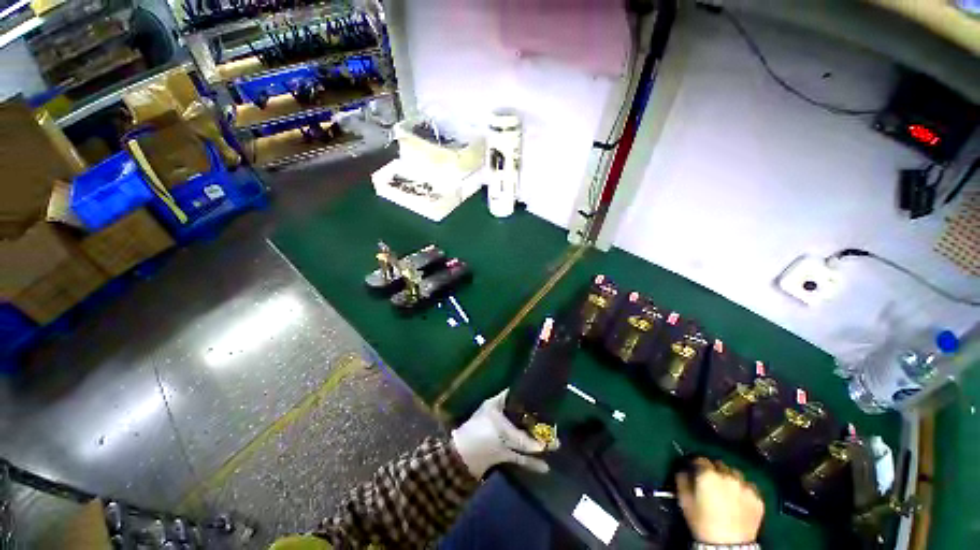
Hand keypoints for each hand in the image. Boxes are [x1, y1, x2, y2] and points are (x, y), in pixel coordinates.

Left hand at [451, 390, 555, 478]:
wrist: (460, 461)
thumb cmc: (479, 435)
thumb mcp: (501, 433)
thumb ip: (522, 439)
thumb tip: (542, 446)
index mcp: (496, 405)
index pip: (514, 396)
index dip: (527, 396)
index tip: (543, 399)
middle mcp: (500, 418)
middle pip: (522, 418)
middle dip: (537, 423)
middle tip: (554, 425)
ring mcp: (501, 436)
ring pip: (522, 437)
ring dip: (537, 443)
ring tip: (556, 445)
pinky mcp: (501, 452)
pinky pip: (519, 454)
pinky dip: (530, 461)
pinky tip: (544, 467)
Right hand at [676, 458, 763, 544]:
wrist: (728, 545)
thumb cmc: (703, 523)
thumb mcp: (685, 501)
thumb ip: (682, 480)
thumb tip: (683, 471)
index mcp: (708, 474)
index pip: (701, 459)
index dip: (697, 464)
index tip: (695, 470)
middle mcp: (727, 476)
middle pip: (719, 464)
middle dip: (714, 470)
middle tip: (710, 482)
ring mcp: (745, 487)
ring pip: (735, 474)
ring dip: (729, 478)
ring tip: (726, 490)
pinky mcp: (758, 499)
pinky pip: (749, 487)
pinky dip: (743, 489)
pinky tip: (739, 499)